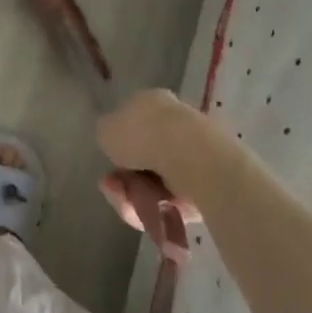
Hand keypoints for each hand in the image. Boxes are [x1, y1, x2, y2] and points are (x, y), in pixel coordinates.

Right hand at [96, 89, 214, 236]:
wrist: (189, 156)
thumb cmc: (142, 134)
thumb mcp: (106, 129)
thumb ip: (107, 135)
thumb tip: (113, 142)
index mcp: (152, 102)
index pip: (130, 126)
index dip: (116, 150)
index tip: (108, 168)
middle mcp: (173, 124)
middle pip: (141, 161)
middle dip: (125, 180)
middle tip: (114, 189)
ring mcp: (191, 155)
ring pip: (154, 184)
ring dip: (136, 196)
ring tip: (130, 204)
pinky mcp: (205, 184)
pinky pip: (173, 201)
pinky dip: (158, 208)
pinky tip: (151, 210)